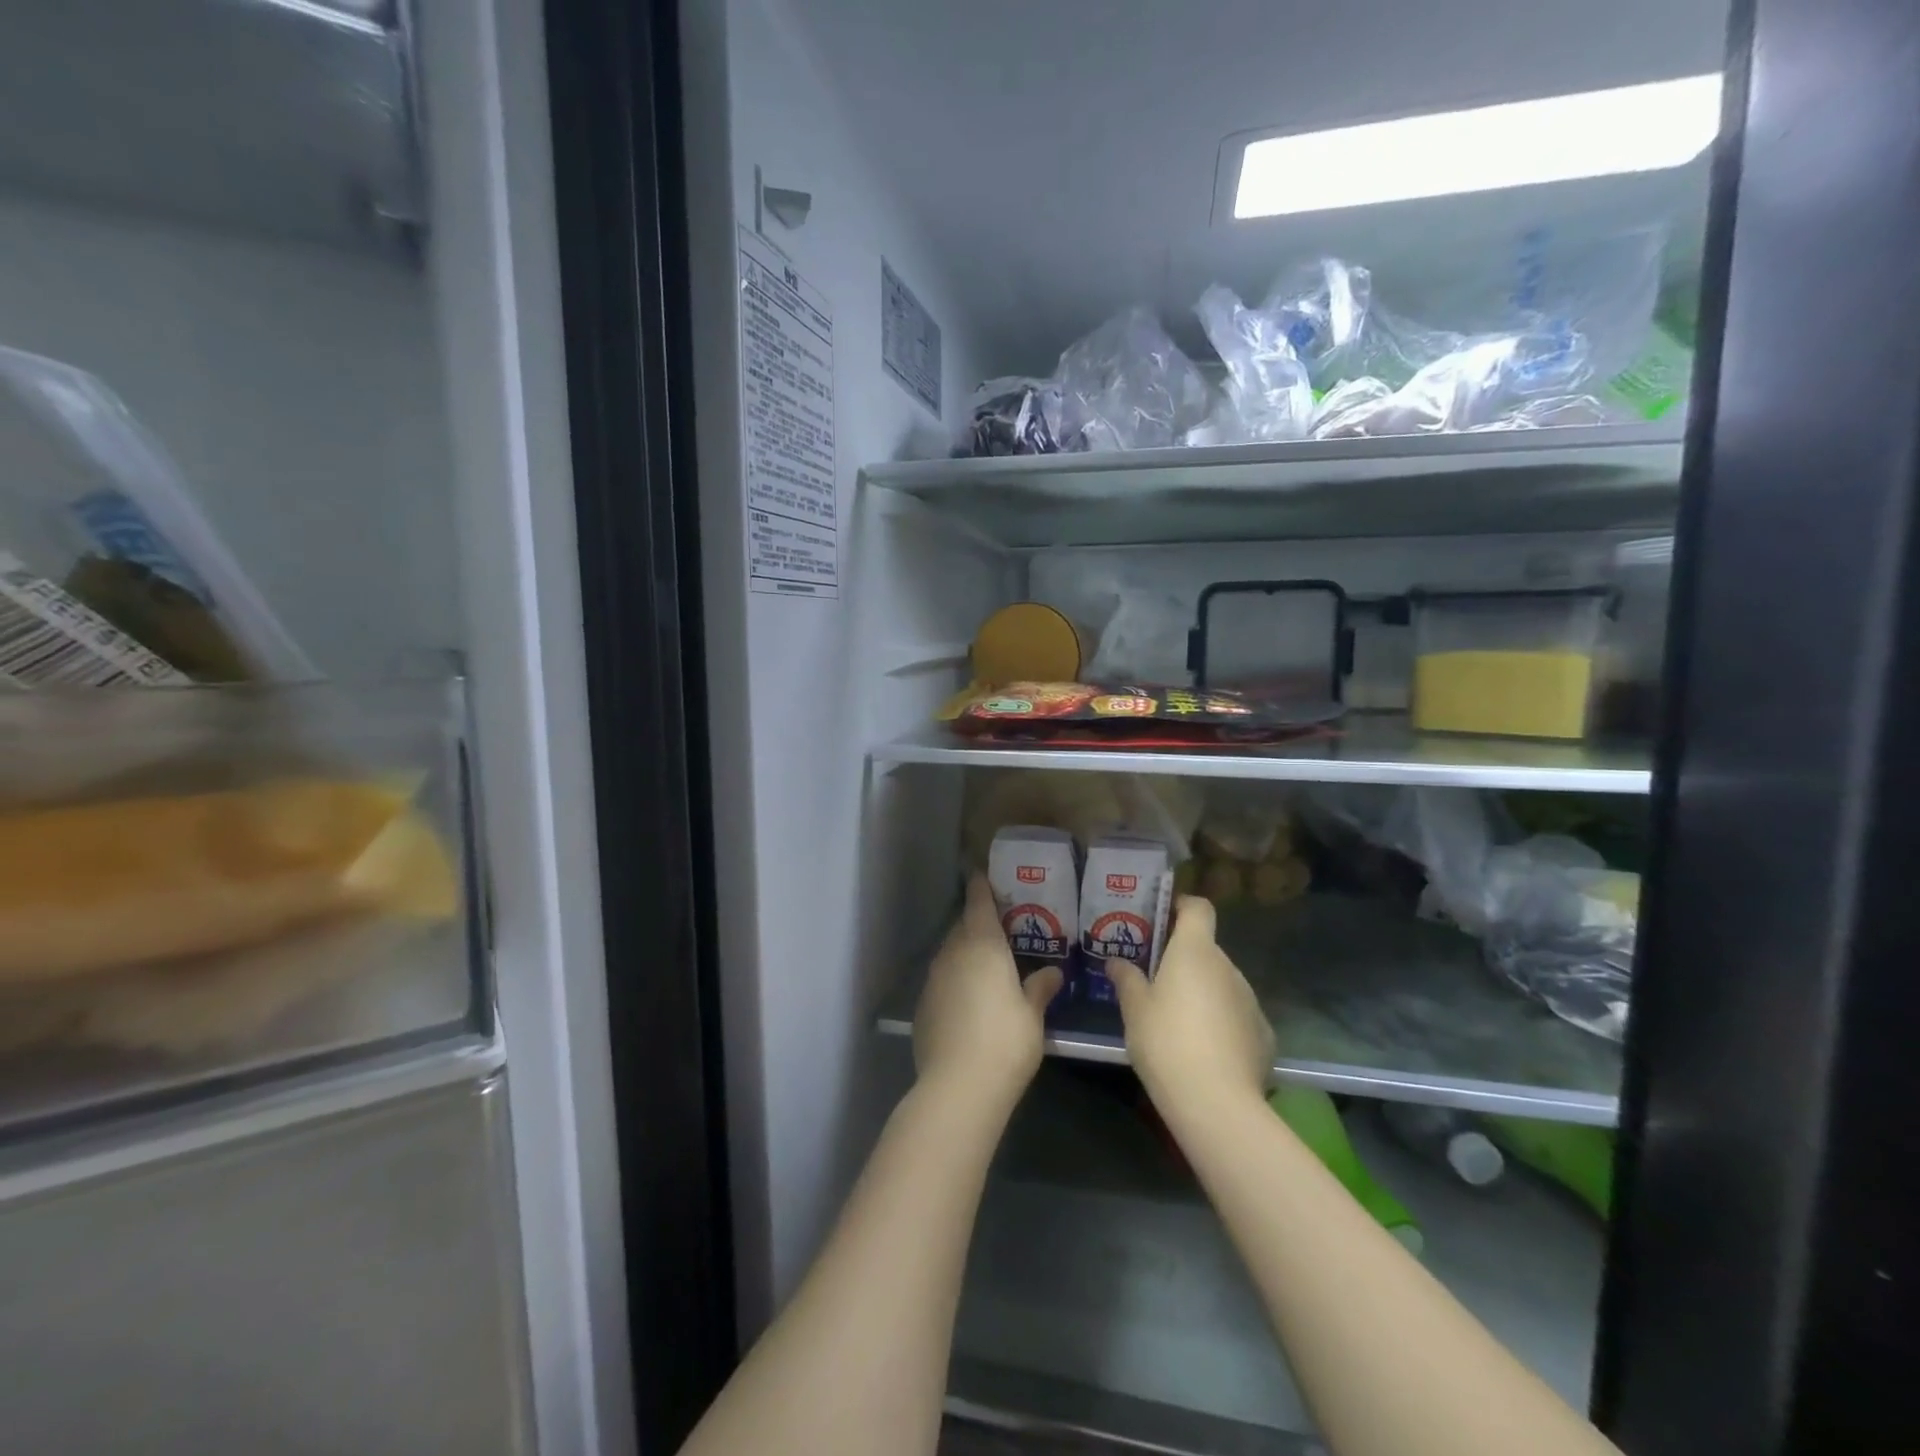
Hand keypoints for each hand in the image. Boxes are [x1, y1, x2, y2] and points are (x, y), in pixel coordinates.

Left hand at [914, 875, 1062, 1110]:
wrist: (958, 1086)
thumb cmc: (1005, 1041)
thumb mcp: (1032, 1014)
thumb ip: (1040, 988)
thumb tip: (1054, 972)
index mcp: (982, 944)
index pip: (978, 902)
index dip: (981, 886)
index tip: (983, 875)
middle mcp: (953, 952)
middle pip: (963, 926)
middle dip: (977, 922)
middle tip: (999, 927)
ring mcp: (933, 978)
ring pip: (950, 952)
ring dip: (965, 951)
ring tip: (986, 963)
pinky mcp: (923, 1005)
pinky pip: (942, 979)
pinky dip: (955, 979)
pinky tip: (968, 999)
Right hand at [1105, 895, 1273, 1121]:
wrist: (1216, 1102)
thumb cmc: (1166, 1041)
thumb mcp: (1134, 1009)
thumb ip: (1126, 979)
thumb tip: (1116, 962)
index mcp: (1195, 951)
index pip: (1198, 908)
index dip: (1181, 907)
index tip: (1161, 919)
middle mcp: (1228, 966)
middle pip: (1206, 950)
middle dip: (1184, 960)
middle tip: (1155, 981)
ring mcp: (1250, 1000)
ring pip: (1221, 984)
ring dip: (1202, 992)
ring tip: (1177, 1022)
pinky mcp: (1263, 1034)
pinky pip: (1237, 1015)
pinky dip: (1221, 1023)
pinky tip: (1204, 1051)